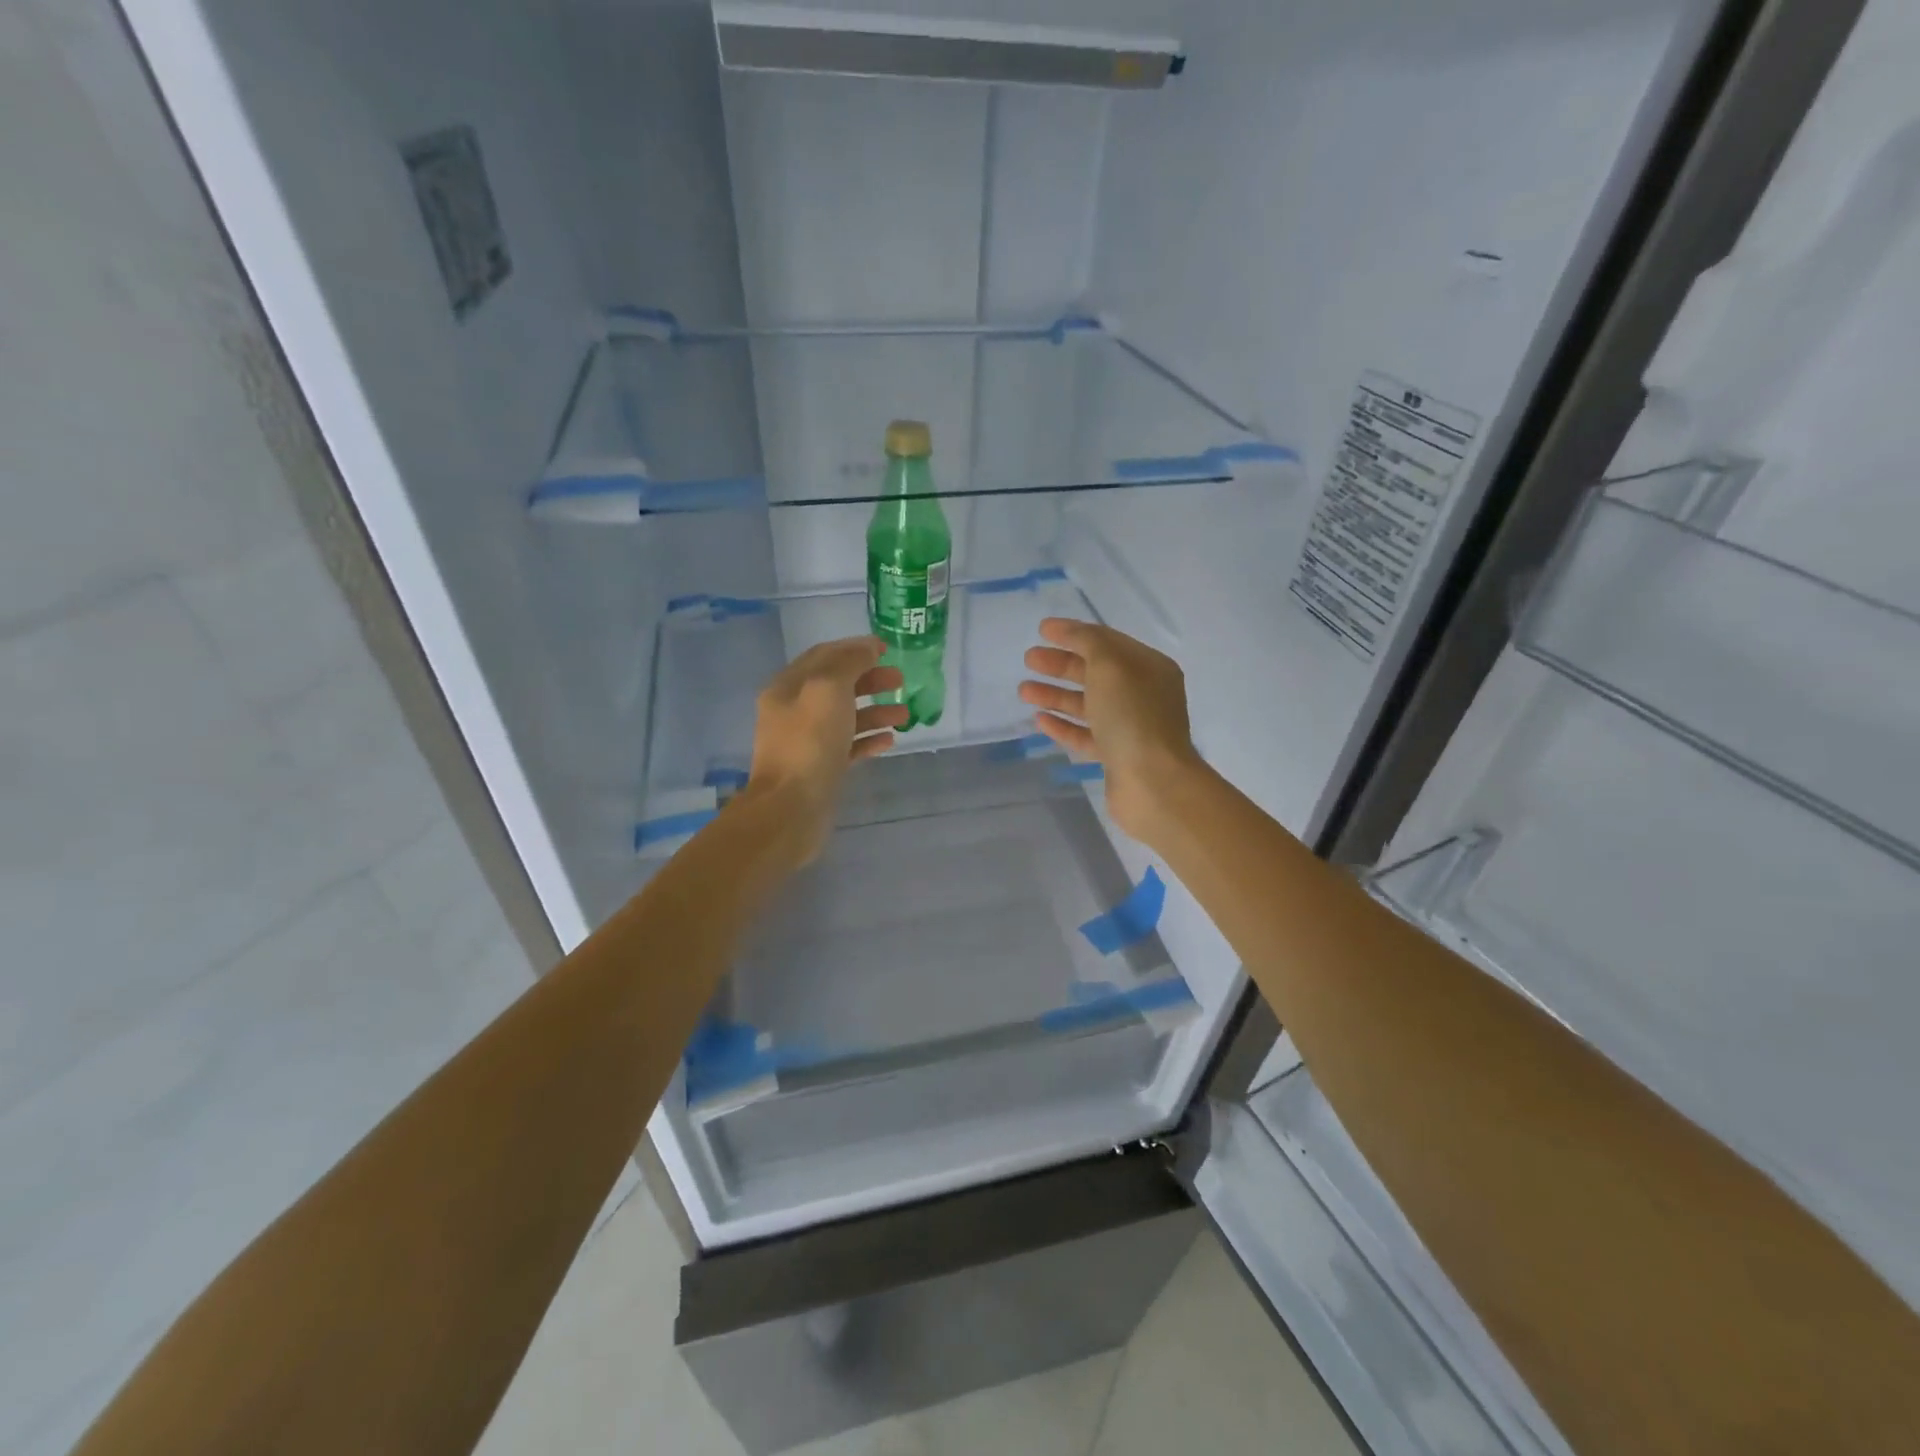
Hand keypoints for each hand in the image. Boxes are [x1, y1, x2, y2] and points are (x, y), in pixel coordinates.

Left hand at [745, 636, 907, 864]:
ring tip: (904, 714)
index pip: (824, 656)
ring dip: (875, 711)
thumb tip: (868, 648)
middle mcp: (794, 711)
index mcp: (788, 687)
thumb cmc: (809, 742)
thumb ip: (849, 663)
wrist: (791, 808)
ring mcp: (807, 742)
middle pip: (837, 686)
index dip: (855, 649)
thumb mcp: (828, 688)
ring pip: (845, 717)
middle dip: (870, 680)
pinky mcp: (820, 769)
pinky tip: (889, 740)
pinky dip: (868, 739)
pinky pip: (848, 746)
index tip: (886, 649)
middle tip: (900, 681)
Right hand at [1019, 618, 1206, 845]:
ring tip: (1024, 691)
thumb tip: (1070, 631)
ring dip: (1056, 695)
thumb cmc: (1132, 716)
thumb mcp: (1110, 665)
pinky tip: (1040, 720)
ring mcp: (1131, 728)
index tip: (1041, 630)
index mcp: (1149, 667)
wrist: (1153, 783)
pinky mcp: (1117, 757)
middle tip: (1028, 659)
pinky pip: (1086, 735)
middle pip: (1096, 672)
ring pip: (1088, 705)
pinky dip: (1063, 725)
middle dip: (1061, 664)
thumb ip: (1088, 642)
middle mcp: (1143, 695)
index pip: (1107, 642)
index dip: (1074, 633)